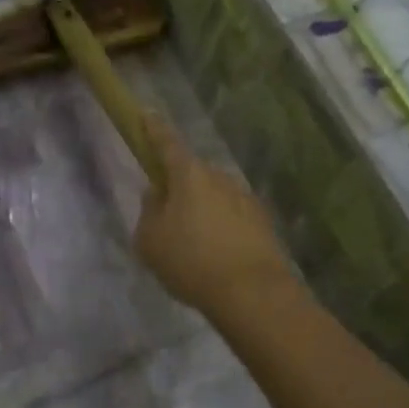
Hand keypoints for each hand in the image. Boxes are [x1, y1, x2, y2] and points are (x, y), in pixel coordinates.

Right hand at [134, 114, 296, 315]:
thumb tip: (157, 194)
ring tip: (192, 246)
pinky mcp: (262, 222)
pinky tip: (216, 256)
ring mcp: (245, 198)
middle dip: (179, 187)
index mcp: (189, 175)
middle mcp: (220, 178)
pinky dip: (221, 229)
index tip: (147, 115)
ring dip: (202, 211)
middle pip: (192, 174)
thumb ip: (149, 210)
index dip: (154, 129)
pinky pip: (231, 217)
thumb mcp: (150, 240)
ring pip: (214, 196)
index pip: (167, 143)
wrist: (251, 292)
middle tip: (167, 217)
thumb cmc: (191, 261)